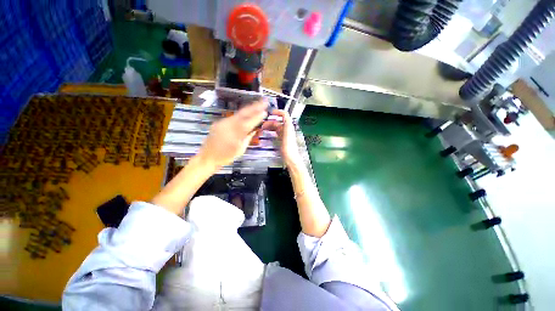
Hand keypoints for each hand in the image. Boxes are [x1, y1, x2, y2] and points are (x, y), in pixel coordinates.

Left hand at [197, 100, 267, 168]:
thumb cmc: (226, 157)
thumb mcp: (240, 150)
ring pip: (238, 113)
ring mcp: (222, 123)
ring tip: (257, 104)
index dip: (257, 117)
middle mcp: (228, 125)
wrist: (207, 157)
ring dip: (248, 108)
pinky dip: (241, 114)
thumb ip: (248, 138)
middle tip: (264, 102)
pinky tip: (246, 112)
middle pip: (243, 114)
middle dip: (254, 107)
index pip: (248, 123)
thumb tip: (255, 129)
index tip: (265, 111)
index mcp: (235, 134)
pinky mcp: (219, 123)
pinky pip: (233, 117)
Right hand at [262, 110, 301, 165]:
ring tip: (262, 128)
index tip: (270, 113)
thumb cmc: (289, 147)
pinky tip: (267, 132)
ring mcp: (284, 135)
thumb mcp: (288, 132)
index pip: (284, 115)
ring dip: (269, 126)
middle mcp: (287, 129)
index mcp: (289, 126)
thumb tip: (283, 112)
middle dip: (270, 121)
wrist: (290, 158)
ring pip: (276, 127)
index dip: (277, 112)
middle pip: (277, 121)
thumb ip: (286, 121)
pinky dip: (271, 131)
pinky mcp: (281, 140)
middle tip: (262, 123)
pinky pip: (275, 133)